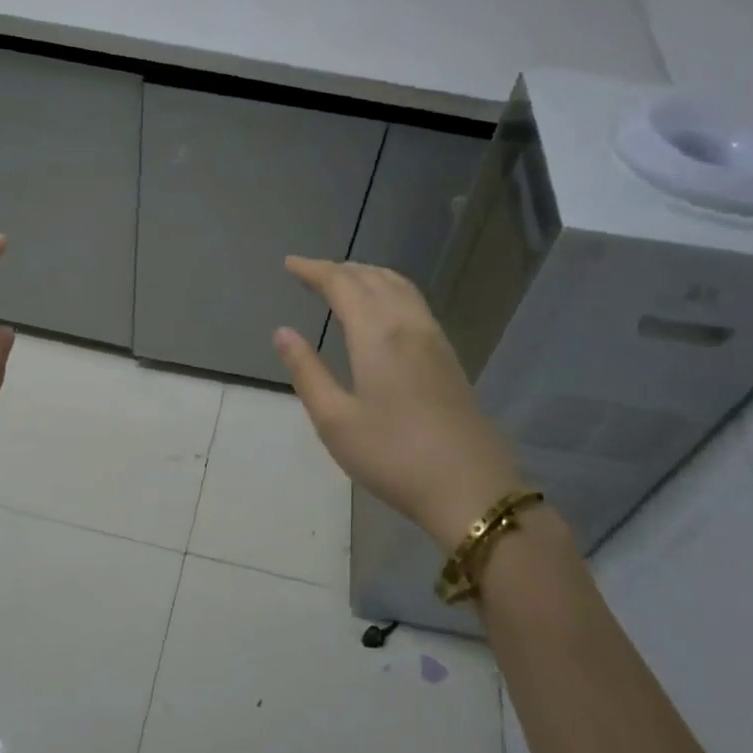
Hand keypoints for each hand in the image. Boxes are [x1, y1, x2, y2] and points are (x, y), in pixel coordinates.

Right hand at [273, 257, 523, 548]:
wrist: (469, 487)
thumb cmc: (391, 456)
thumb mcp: (334, 420)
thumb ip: (307, 371)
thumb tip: (282, 332)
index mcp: (377, 334)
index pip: (342, 284)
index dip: (314, 270)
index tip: (290, 264)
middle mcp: (408, 324)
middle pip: (373, 278)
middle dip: (340, 269)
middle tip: (311, 272)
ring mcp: (434, 339)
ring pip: (400, 287)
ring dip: (369, 274)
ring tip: (345, 280)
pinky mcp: (449, 357)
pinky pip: (415, 303)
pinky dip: (391, 290)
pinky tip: (384, 309)